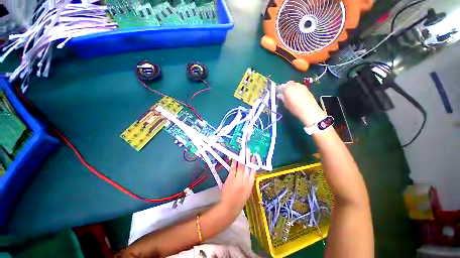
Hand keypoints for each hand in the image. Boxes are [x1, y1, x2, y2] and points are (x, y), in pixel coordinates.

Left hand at [220, 151, 255, 215]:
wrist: (229, 208)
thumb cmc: (238, 202)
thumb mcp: (246, 193)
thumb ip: (247, 184)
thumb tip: (247, 174)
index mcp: (250, 185)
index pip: (253, 172)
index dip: (254, 164)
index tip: (254, 157)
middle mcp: (245, 181)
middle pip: (247, 167)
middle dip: (248, 158)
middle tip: (248, 150)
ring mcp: (238, 179)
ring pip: (241, 166)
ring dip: (241, 158)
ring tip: (242, 151)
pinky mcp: (231, 179)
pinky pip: (233, 168)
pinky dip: (234, 163)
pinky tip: (234, 158)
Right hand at [281, 81, 325, 126]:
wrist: (309, 111)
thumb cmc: (294, 107)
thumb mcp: (285, 104)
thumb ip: (282, 97)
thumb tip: (280, 95)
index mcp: (288, 87)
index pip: (282, 85)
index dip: (281, 90)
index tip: (280, 94)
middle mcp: (296, 84)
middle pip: (290, 84)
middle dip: (288, 89)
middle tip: (286, 96)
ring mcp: (303, 86)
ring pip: (296, 86)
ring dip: (294, 90)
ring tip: (293, 98)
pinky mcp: (308, 90)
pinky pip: (301, 89)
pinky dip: (299, 92)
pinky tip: (299, 99)